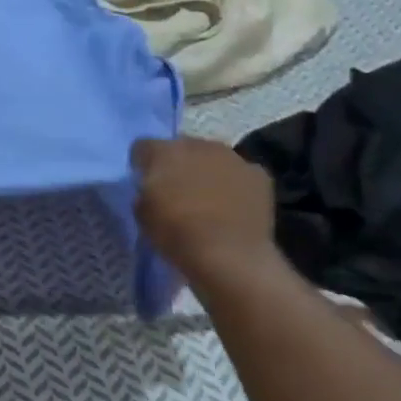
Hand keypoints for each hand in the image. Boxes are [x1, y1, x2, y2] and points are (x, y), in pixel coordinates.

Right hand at [131, 136, 277, 280]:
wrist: (230, 255)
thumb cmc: (177, 234)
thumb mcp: (142, 215)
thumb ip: (145, 193)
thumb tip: (153, 190)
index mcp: (163, 152)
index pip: (143, 147)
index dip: (142, 165)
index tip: (145, 184)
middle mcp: (197, 145)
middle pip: (181, 147)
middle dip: (178, 165)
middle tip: (178, 192)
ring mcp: (232, 157)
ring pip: (213, 157)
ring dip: (208, 171)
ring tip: (209, 200)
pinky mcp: (259, 175)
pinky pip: (241, 174)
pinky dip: (236, 186)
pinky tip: (234, 208)